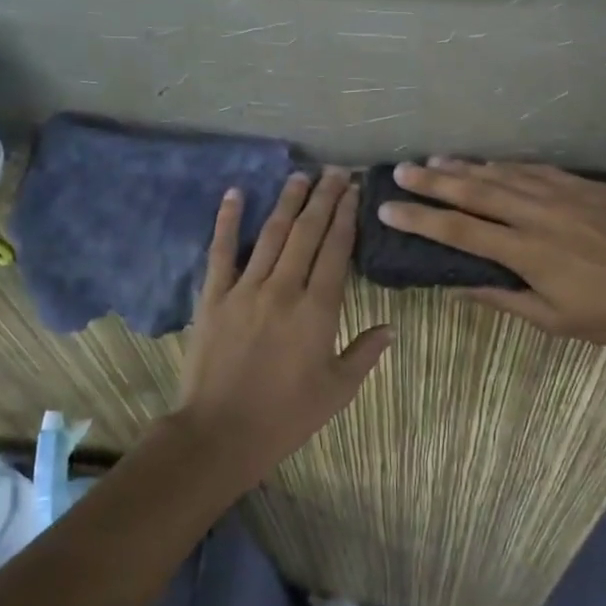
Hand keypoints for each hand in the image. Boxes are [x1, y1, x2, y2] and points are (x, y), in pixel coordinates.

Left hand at [178, 168, 394, 475]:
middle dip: (323, 198)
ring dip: (288, 202)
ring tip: (301, 176)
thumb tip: (391, 327)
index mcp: (318, 310)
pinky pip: (221, 251)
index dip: (346, 217)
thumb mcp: (337, 391)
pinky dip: (227, 220)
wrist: (220, 433)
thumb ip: (365, 354)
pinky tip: (234, 194)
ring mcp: (245, 289)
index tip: (353, 191)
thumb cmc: (286, 416)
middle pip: (307, 233)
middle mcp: (284, 289)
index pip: (336, 250)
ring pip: (271, 234)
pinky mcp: (214, 297)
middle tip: (335, 172)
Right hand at [378, 158, 605, 354]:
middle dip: (432, 180)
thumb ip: (505, 298)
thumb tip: (461, 286)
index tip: (388, 208)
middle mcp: (538, 214)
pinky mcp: (589, 185)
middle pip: (475, 191)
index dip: (419, 218)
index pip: (458, 231)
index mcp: (527, 252)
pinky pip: (538, 169)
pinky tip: (494, 163)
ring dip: (467, 167)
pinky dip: (509, 166)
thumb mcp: (556, 321)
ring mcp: (566, 194)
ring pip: (505, 174)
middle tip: (400, 169)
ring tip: (436, 160)